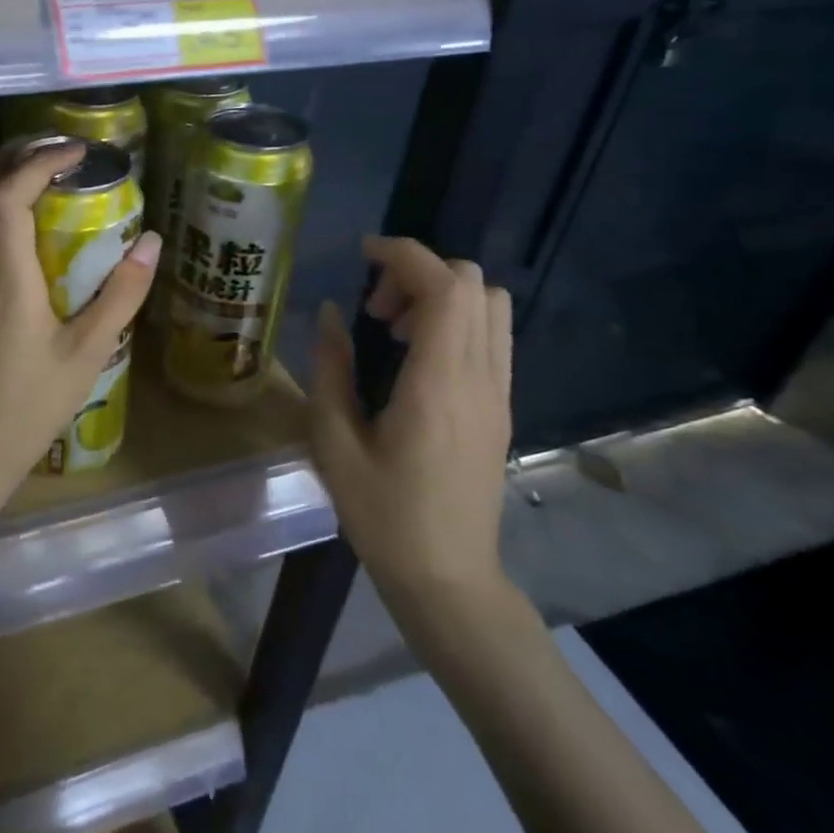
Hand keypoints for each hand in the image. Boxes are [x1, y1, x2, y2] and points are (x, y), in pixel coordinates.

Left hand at [0, 139, 159, 530]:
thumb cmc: (32, 406)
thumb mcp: (88, 353)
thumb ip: (121, 295)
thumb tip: (151, 242)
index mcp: (6, 277)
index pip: (8, 194)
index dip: (39, 161)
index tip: (77, 151)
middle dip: (14, 158)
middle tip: (58, 155)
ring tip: (37, 176)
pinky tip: (9, 224)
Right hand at [310, 237, 513, 623]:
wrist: (449, 578)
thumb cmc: (383, 516)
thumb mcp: (334, 443)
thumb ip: (330, 369)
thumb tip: (330, 313)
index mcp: (438, 384)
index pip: (444, 287)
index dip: (404, 254)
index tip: (363, 254)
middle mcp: (480, 378)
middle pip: (473, 284)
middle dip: (418, 274)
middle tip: (372, 309)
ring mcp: (500, 392)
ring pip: (492, 305)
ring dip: (442, 295)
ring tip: (395, 330)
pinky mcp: (502, 407)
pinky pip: (492, 336)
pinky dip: (457, 320)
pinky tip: (417, 358)